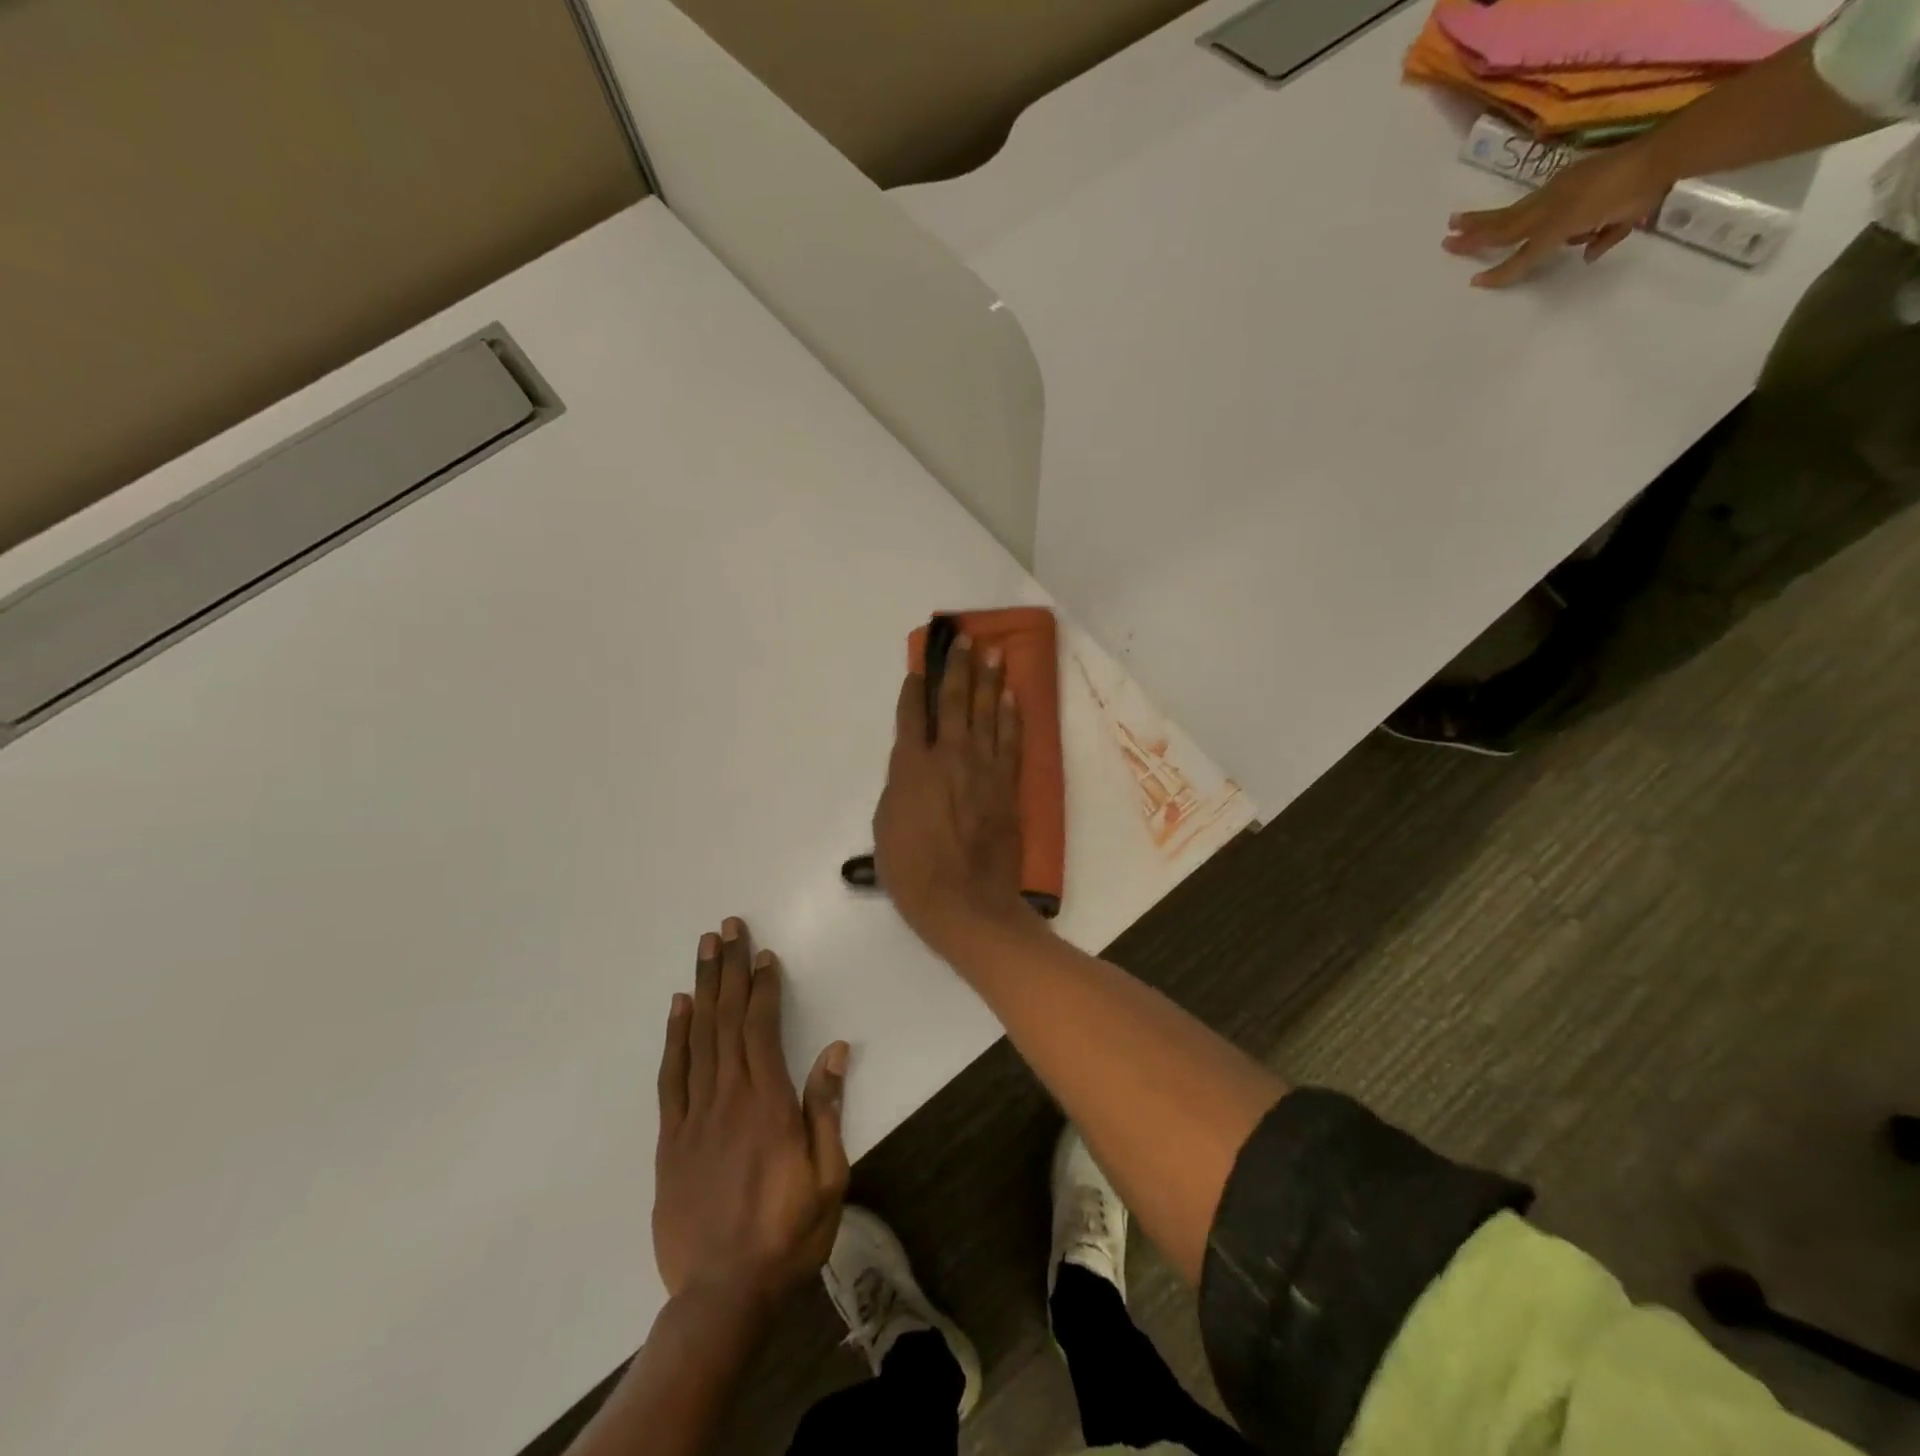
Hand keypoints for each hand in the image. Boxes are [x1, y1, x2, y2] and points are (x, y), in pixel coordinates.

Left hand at [653, 918, 850, 1315]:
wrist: (722, 1297)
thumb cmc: (787, 1234)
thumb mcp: (828, 1177)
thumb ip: (827, 1110)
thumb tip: (834, 1051)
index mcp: (768, 1104)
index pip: (762, 1028)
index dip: (763, 987)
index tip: (763, 953)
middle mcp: (728, 1098)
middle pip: (726, 1020)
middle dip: (729, 970)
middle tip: (726, 928)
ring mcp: (693, 1117)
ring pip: (697, 1038)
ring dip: (702, 989)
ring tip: (704, 950)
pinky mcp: (670, 1140)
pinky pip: (670, 1077)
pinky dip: (674, 1038)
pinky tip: (678, 1008)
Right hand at [872, 636, 1031, 957]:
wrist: (965, 902)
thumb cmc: (913, 871)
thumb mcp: (885, 827)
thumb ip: (900, 788)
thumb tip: (912, 769)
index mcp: (912, 766)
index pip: (912, 715)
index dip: (914, 687)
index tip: (919, 666)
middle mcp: (950, 756)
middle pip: (954, 701)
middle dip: (957, 668)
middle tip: (963, 640)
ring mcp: (984, 767)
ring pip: (987, 712)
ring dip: (989, 679)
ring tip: (992, 652)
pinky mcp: (1008, 783)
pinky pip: (1012, 738)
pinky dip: (1012, 714)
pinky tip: (1013, 694)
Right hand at [1445, 144, 1669, 287]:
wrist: (1667, 151)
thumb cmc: (1642, 191)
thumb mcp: (1622, 222)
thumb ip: (1602, 238)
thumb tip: (1587, 253)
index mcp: (1558, 224)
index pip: (1522, 255)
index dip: (1500, 271)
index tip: (1475, 281)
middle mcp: (1551, 209)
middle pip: (1505, 229)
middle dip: (1475, 236)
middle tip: (1446, 240)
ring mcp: (1557, 191)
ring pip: (1511, 213)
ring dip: (1482, 220)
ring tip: (1458, 222)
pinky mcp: (1567, 177)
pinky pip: (1537, 199)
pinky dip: (1515, 211)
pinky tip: (1499, 214)